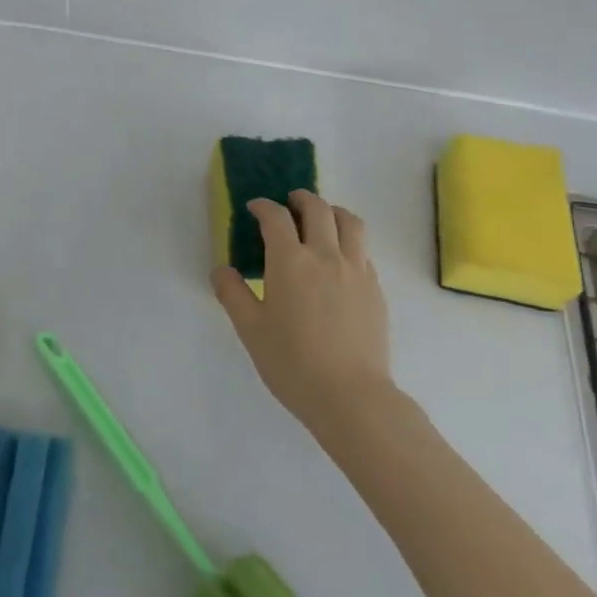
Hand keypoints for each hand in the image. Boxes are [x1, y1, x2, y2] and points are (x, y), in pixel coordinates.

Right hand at [211, 191, 394, 430]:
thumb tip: (221, 269)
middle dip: (300, 198)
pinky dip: (348, 241)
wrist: (351, 397)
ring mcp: (355, 270)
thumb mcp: (250, 330)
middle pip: (317, 208)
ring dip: (331, 211)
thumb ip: (232, 294)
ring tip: (321, 220)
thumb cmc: (292, 363)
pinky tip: (339, 259)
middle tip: (288, 204)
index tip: (254, 208)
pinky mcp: (375, 288)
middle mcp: (325, 255)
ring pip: (349, 221)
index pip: (276, 217)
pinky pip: (363, 249)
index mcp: (290, 261)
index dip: (263, 206)